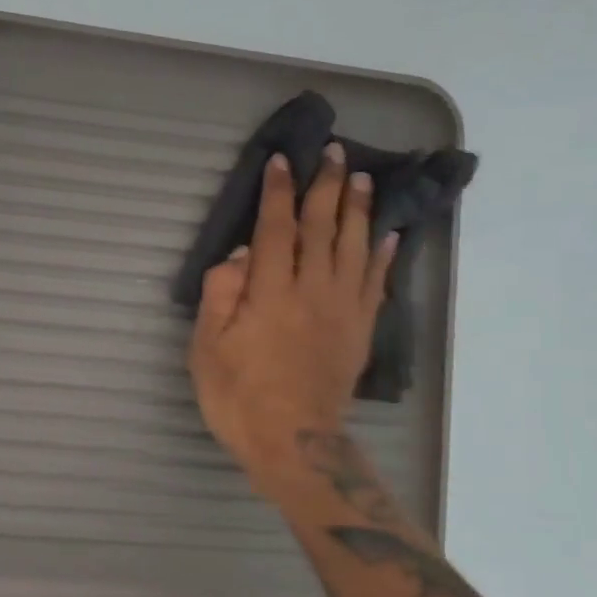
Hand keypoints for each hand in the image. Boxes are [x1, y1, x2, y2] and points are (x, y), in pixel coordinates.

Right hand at [188, 144, 395, 490]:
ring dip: (359, 210)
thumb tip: (241, 253)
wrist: (294, 443)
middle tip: (336, 152)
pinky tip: (389, 235)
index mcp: (270, 293)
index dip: (278, 192)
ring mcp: (342, 310)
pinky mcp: (360, 330)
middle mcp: (311, 291)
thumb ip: (221, 295)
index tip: (283, 160)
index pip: (276, 230)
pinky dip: (383, 256)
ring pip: (354, 248)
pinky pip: (376, 284)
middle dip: (327, 187)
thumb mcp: (207, 349)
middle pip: (322, 229)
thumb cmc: (239, 397)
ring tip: (364, 179)